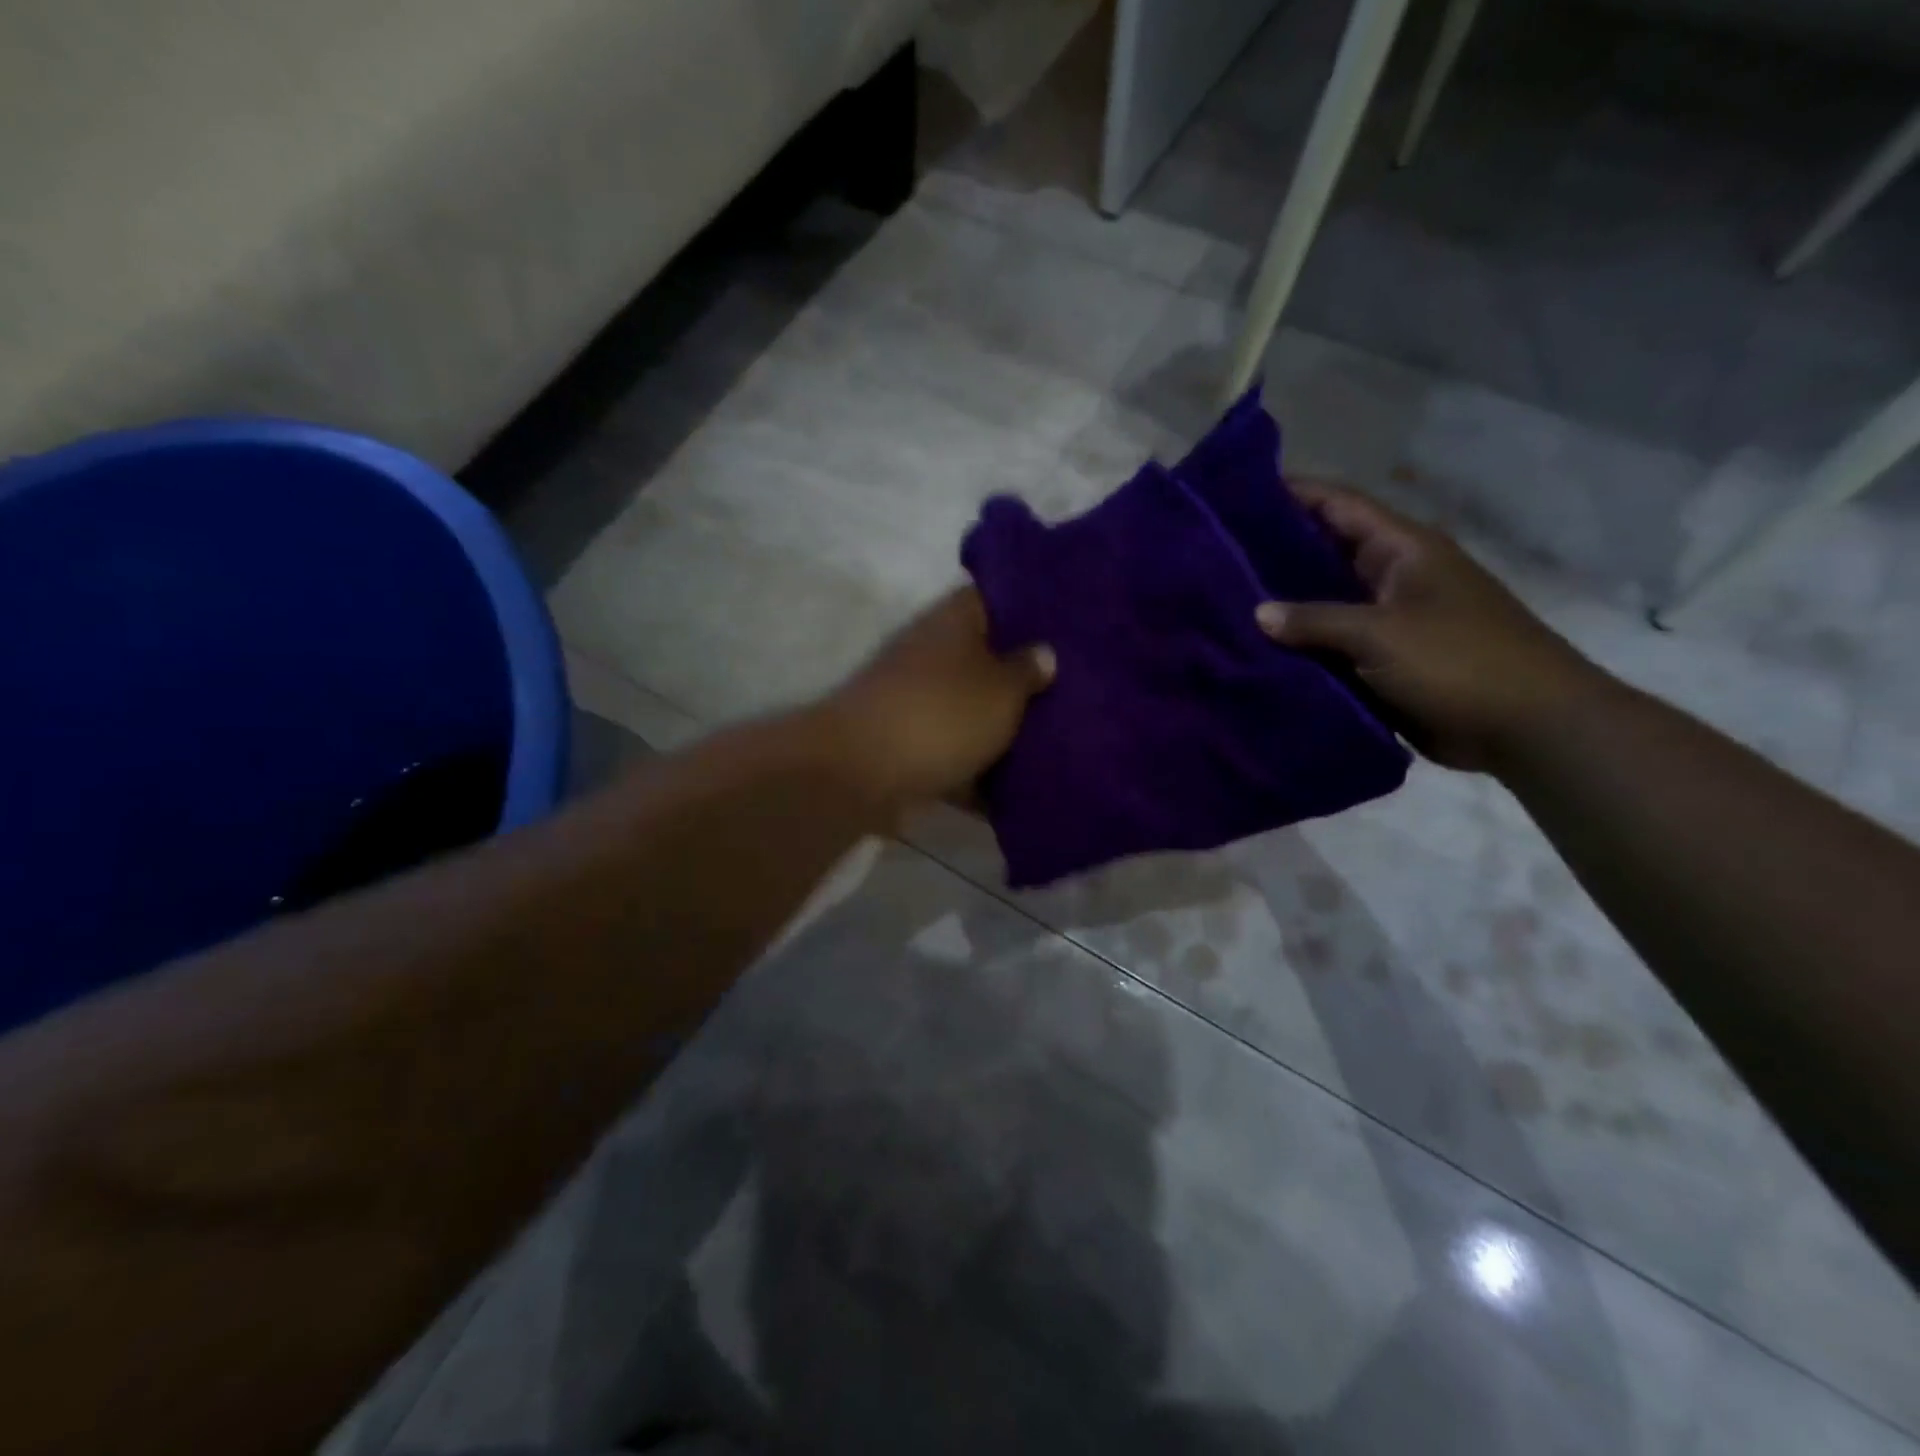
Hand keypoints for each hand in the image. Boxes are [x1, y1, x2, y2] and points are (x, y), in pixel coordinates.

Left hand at [822, 588, 1053, 811]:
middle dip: (1022, 676)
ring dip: (1001, 724)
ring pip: (970, 707)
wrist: (862, 773)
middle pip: (984, 657)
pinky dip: (977, 770)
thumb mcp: (1002, 690)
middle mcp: (930, 652)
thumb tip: (1044, 652)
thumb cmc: (942, 715)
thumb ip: (1028, 670)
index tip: (1068, 625)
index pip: (995, 597)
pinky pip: (953, 752)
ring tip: (1056, 737)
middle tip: (1074, 688)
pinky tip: (1016, 789)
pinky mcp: (907, 745)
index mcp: (953, 620)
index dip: (1031, 607)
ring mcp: (915, 699)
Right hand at [1256, 481, 1606, 772]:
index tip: (1237, 496)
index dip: (1292, 494)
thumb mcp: (1381, 633)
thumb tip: (1258, 613)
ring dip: (1284, 607)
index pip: (1339, 505)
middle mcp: (1392, 576)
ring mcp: (1388, 620)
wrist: (1526, 726)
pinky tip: (1257, 653)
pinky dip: (1300, 649)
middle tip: (1215, 557)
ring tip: (1223, 604)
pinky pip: (1332, 647)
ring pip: (1324, 604)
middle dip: (1274, 553)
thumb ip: (1315, 620)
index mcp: (1402, 550)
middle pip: (1325, 552)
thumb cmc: (1459, 662)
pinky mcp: (1384, 661)